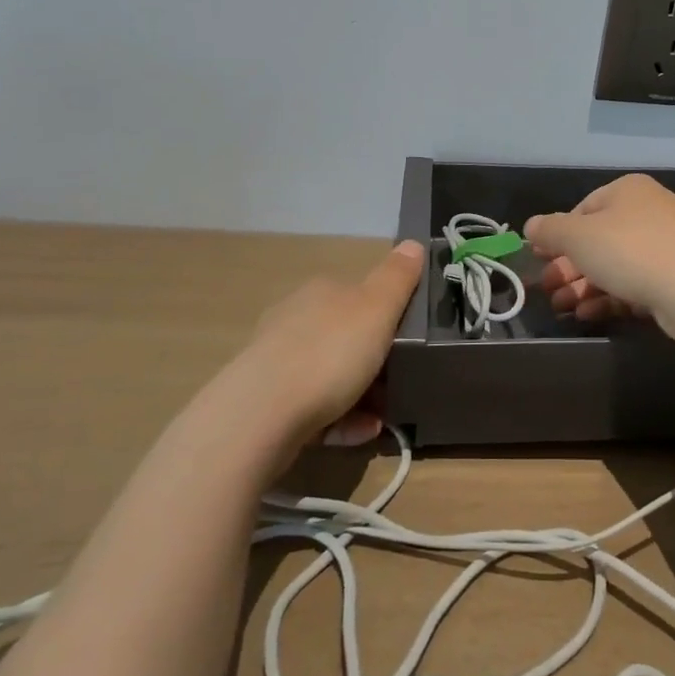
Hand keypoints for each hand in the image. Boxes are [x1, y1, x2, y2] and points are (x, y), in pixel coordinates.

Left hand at [203, 240, 423, 458]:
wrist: (261, 416)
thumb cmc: (328, 353)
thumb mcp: (377, 309)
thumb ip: (397, 278)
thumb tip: (413, 244)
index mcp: (320, 293)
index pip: (358, 294)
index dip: (385, 314)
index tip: (408, 339)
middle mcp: (294, 321)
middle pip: (343, 336)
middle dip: (373, 359)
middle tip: (400, 379)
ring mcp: (277, 363)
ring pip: (330, 375)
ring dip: (362, 394)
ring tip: (385, 414)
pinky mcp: (267, 404)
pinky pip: (316, 409)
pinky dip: (342, 419)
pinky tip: (362, 432)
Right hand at [524, 174, 674, 341]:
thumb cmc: (628, 250)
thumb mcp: (577, 236)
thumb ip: (550, 230)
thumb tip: (531, 226)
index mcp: (628, 191)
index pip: (583, 208)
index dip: (558, 235)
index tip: (540, 258)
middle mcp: (649, 212)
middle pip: (598, 240)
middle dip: (568, 267)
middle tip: (547, 288)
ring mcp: (665, 246)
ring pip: (614, 265)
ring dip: (583, 286)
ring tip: (560, 308)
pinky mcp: (674, 278)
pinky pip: (633, 284)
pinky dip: (607, 297)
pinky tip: (585, 314)